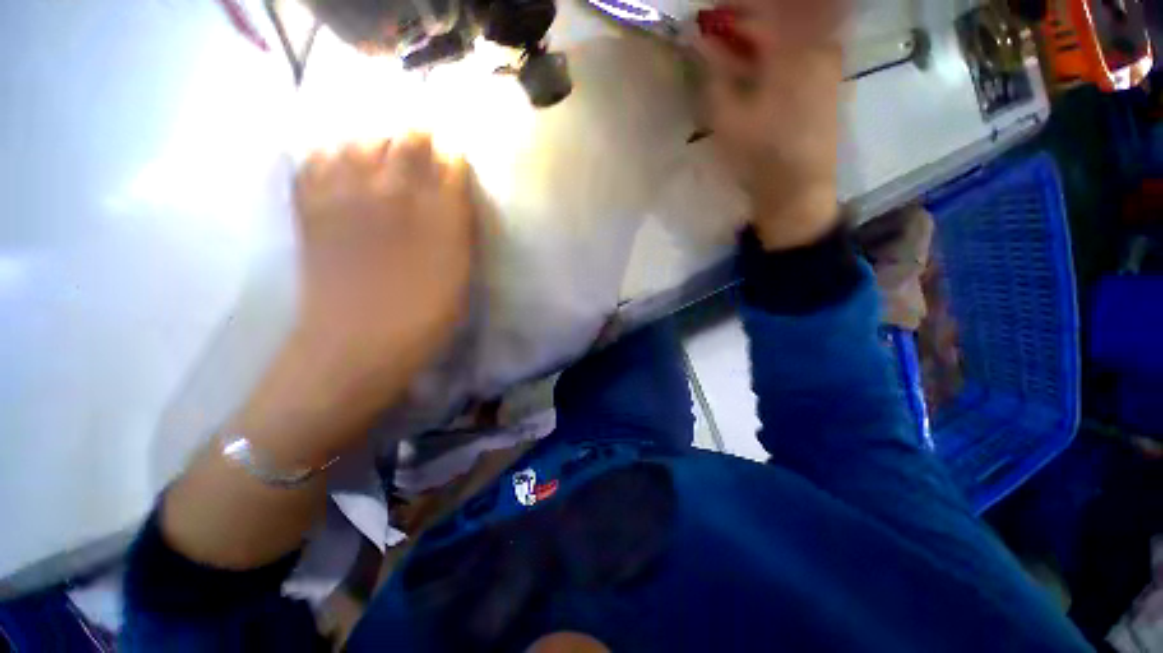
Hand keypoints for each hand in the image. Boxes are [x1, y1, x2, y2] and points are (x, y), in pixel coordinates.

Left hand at [240, 134, 476, 463]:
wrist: (355, 348)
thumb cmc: (421, 317)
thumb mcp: (459, 275)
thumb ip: (459, 225)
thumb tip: (455, 188)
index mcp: (430, 213)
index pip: (447, 162)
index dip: (452, 153)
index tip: (456, 154)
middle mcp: (387, 194)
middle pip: (403, 140)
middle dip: (417, 135)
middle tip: (424, 140)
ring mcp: (342, 198)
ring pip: (358, 140)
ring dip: (375, 136)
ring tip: (384, 145)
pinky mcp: (311, 212)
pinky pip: (314, 163)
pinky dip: (328, 153)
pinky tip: (339, 161)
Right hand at [697, 0, 846, 249]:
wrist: (798, 188)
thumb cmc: (759, 153)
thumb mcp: (726, 115)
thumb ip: (712, 71)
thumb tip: (696, 38)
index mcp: (791, 48)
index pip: (761, 8)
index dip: (732, 9)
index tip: (707, 18)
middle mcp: (817, 43)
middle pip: (781, 13)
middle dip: (746, 19)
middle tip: (717, 33)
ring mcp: (828, 60)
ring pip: (793, 29)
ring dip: (762, 34)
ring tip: (734, 50)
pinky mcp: (830, 78)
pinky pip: (803, 46)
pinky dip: (778, 48)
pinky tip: (759, 65)